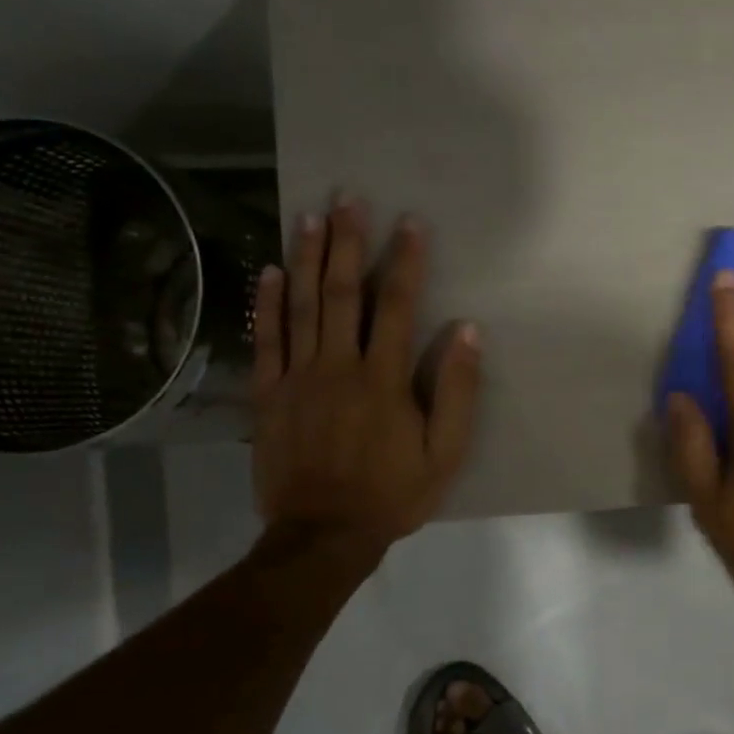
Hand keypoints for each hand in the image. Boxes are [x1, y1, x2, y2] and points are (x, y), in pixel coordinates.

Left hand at [250, 199, 480, 577]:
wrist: (323, 534)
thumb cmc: (393, 494)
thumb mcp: (445, 453)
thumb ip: (456, 392)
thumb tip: (467, 332)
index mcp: (382, 380)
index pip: (396, 307)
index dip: (405, 262)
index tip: (409, 223)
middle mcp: (337, 367)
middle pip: (342, 294)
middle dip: (348, 244)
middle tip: (347, 199)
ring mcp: (297, 379)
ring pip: (302, 307)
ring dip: (308, 259)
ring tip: (310, 217)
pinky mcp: (268, 395)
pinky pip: (266, 340)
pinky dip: (267, 304)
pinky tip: (270, 271)